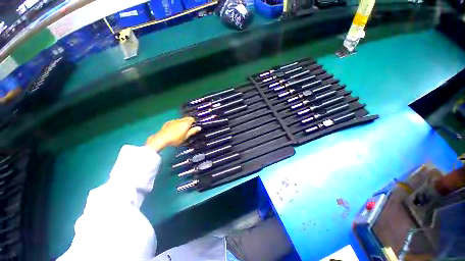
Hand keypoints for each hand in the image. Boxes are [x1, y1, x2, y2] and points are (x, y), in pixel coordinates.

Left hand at [146, 117, 200, 150]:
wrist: (162, 138)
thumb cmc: (176, 138)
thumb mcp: (186, 136)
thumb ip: (192, 131)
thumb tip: (199, 127)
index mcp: (186, 123)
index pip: (192, 119)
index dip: (193, 122)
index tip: (193, 127)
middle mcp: (180, 120)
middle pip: (186, 119)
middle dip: (188, 123)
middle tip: (188, 130)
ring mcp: (173, 121)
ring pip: (180, 120)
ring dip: (182, 124)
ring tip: (181, 131)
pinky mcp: (168, 123)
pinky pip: (174, 122)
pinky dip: (176, 125)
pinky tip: (174, 131)